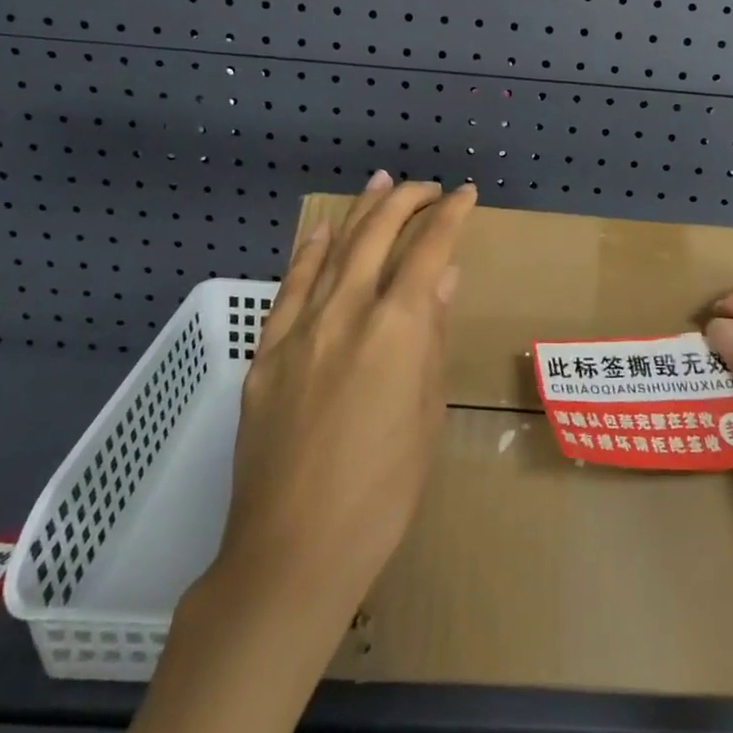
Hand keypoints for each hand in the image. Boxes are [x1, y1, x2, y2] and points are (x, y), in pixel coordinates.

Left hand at [217, 171, 477, 624]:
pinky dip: (309, 253)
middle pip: (376, 235)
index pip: (428, 250)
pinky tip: (321, 232)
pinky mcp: (266, 353)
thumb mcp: (427, 412)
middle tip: (428, 187)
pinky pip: (290, 288)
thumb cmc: (384, 492)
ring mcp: (299, 330)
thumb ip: (432, 336)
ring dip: (360, 213)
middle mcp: (346, 313)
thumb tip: (444, 278)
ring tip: (380, 183)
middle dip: (406, 201)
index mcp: (396, 329)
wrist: (294, 549)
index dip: (450, 216)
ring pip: (332, 250)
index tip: (466, 196)